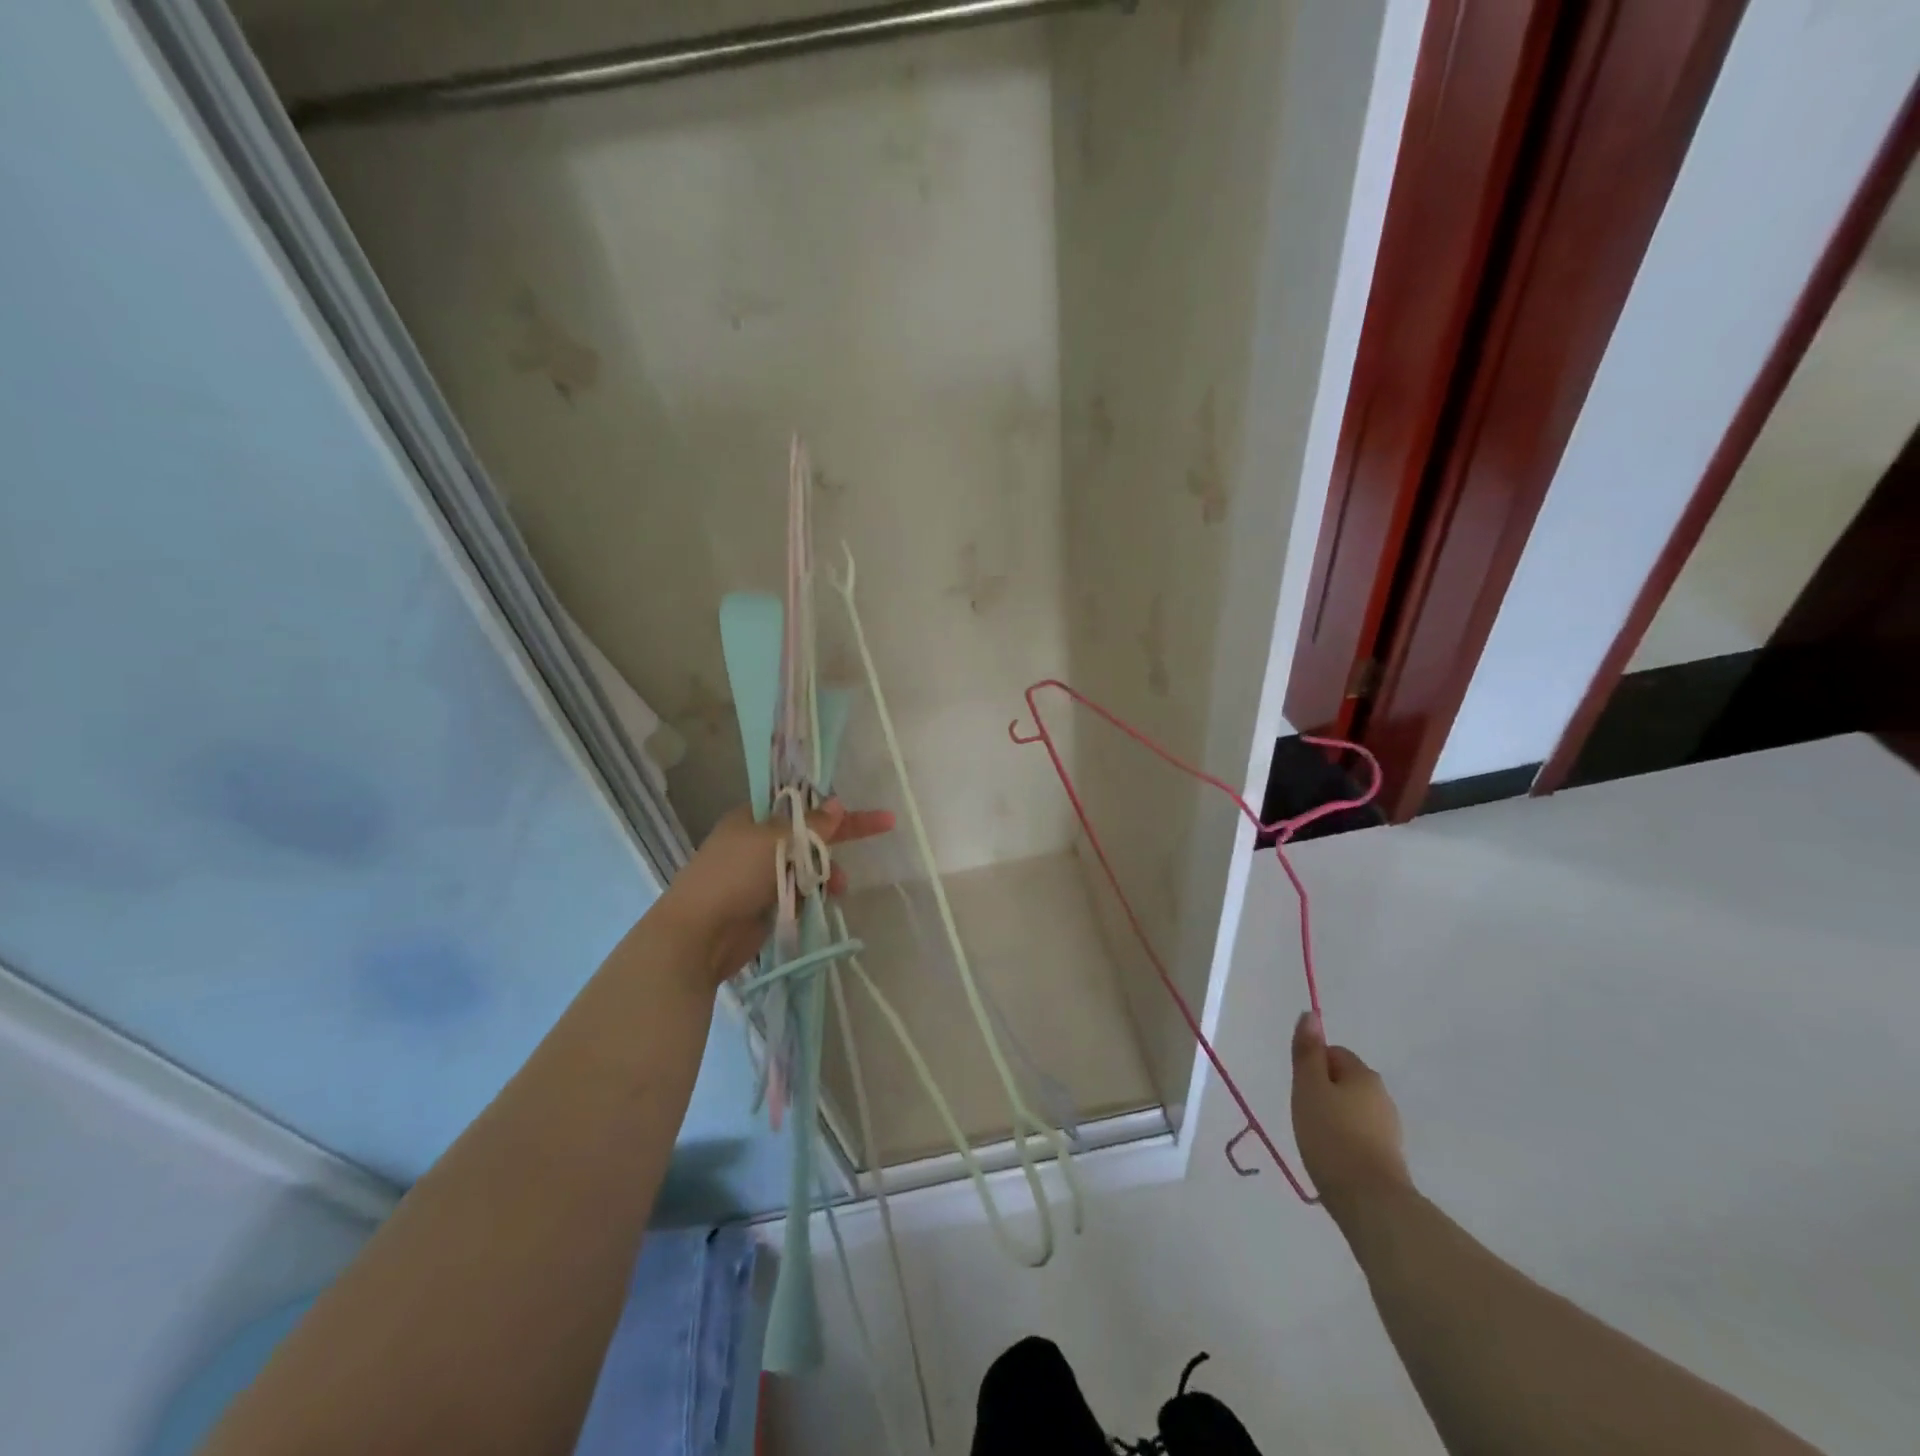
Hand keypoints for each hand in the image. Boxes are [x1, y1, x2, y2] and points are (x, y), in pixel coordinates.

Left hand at [656, 800, 894, 989]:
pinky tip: (824, 902)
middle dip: (840, 836)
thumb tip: (837, 805)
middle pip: (807, 833)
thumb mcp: (775, 842)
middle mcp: (756, 842)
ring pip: (807, 864)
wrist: (697, 935)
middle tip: (882, 827)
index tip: (862, 807)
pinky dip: (814, 893)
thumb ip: (811, 825)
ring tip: (840, 887)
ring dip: (827, 871)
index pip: (800, 804)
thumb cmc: (733, 876)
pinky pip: (799, 891)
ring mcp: (760, 875)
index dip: (833, 805)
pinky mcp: (765, 904)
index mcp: (752, 818)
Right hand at [1291, 1012, 1413, 1222]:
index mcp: (1363, 1074)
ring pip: (1353, 1109)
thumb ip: (1308, 1051)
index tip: (1301, 1090)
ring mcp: (1389, 1128)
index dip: (1312, 1066)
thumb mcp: (1308, 1087)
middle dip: (1323, 1092)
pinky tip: (1333, 1157)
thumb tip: (1311, 1014)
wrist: (1370, 1201)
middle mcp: (1382, 1095)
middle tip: (1305, 1113)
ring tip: (1317, 1139)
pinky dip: (1345, 1140)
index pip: (1334, 1053)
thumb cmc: (1331, 1135)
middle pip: (1344, 1080)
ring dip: (1334, 1117)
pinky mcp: (1389, 1157)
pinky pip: (1360, 1135)